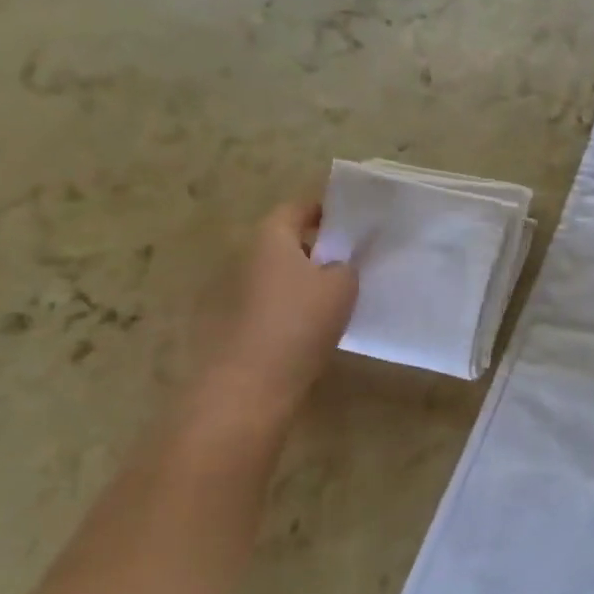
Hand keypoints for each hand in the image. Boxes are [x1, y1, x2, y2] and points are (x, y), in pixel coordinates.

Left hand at [180, 199, 358, 446]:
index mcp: (271, 236)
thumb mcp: (342, 286)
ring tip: (341, 291)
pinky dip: (295, 303)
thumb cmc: (299, 322)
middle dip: (319, 245)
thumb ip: (346, 265)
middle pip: (289, 240)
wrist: (250, 385)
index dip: (327, 210)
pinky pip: (274, 300)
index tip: (355, 221)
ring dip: (307, 277)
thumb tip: (338, 265)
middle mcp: (249, 256)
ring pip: (282, 272)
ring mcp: (238, 290)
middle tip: (354, 257)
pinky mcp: (239, 322)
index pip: (299, 207)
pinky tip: (318, 322)